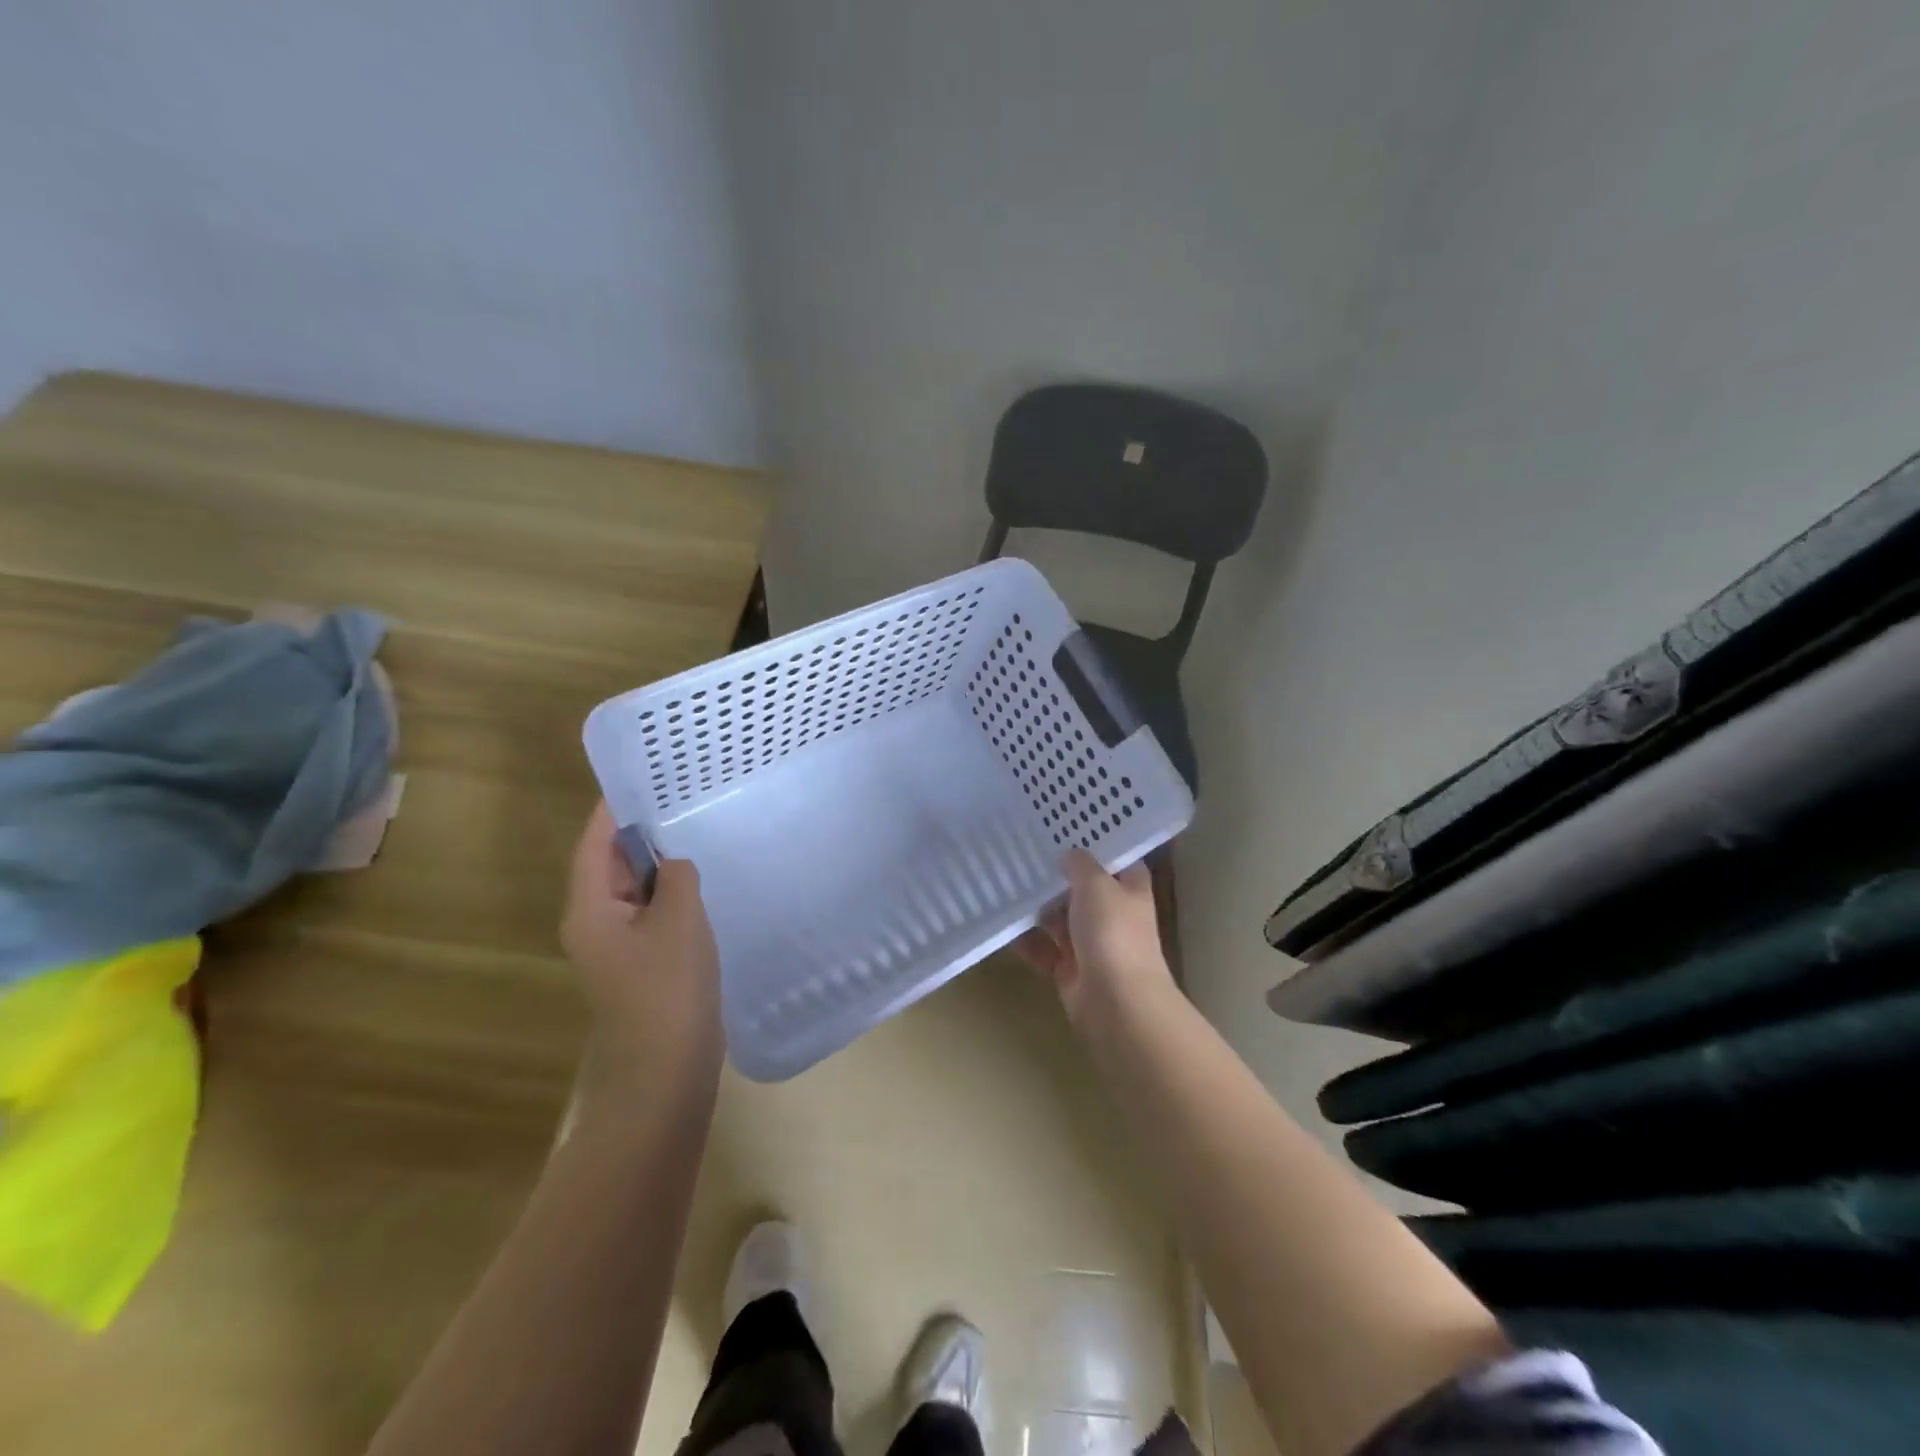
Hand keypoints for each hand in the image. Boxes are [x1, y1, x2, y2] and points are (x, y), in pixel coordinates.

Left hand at [561, 804, 721, 1065]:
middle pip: (611, 865)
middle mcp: (594, 923)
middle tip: (678, 797)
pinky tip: (702, 883)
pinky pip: (652, 915)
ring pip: (635, 891)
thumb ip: (677, 875)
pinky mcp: (642, 964)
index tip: (641, 777)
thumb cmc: (668, 988)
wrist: (666, 1068)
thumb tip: (675, 863)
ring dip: (660, 865)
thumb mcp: (680, 919)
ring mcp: (618, 947)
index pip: (594, 844)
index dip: (613, 810)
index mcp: (590, 909)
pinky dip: (672, 895)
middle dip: (641, 833)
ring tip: (695, 830)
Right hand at [1017, 848, 1174, 1029]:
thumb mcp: (1096, 884)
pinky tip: (1003, 924)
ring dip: (1038, 908)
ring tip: (1006, 882)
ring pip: (1060, 919)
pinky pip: (1044, 949)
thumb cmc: (1112, 932)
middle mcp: (1113, 914)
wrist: (1116, 1002)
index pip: (1116, 859)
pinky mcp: (1070, 969)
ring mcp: (1091, 944)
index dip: (1096, 844)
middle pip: (1083, 889)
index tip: (1066, 828)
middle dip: (1058, 876)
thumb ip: (1081, 864)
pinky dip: (1026, 941)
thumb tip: (1069, 855)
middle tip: (1024, 852)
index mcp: (1130, 889)